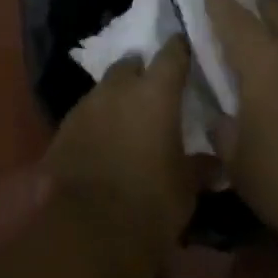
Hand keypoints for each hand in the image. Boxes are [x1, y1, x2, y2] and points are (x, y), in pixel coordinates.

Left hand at [45, 37, 197, 253]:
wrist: (87, 230)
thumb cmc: (150, 202)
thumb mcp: (186, 187)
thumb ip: (200, 167)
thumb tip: (215, 164)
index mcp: (155, 93)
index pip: (171, 55)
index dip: (179, 49)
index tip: (186, 47)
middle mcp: (118, 89)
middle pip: (130, 65)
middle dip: (141, 71)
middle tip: (154, 88)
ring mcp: (85, 107)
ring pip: (105, 89)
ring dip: (117, 97)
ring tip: (129, 117)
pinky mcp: (62, 129)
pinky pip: (86, 114)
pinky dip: (98, 121)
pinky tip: (104, 140)